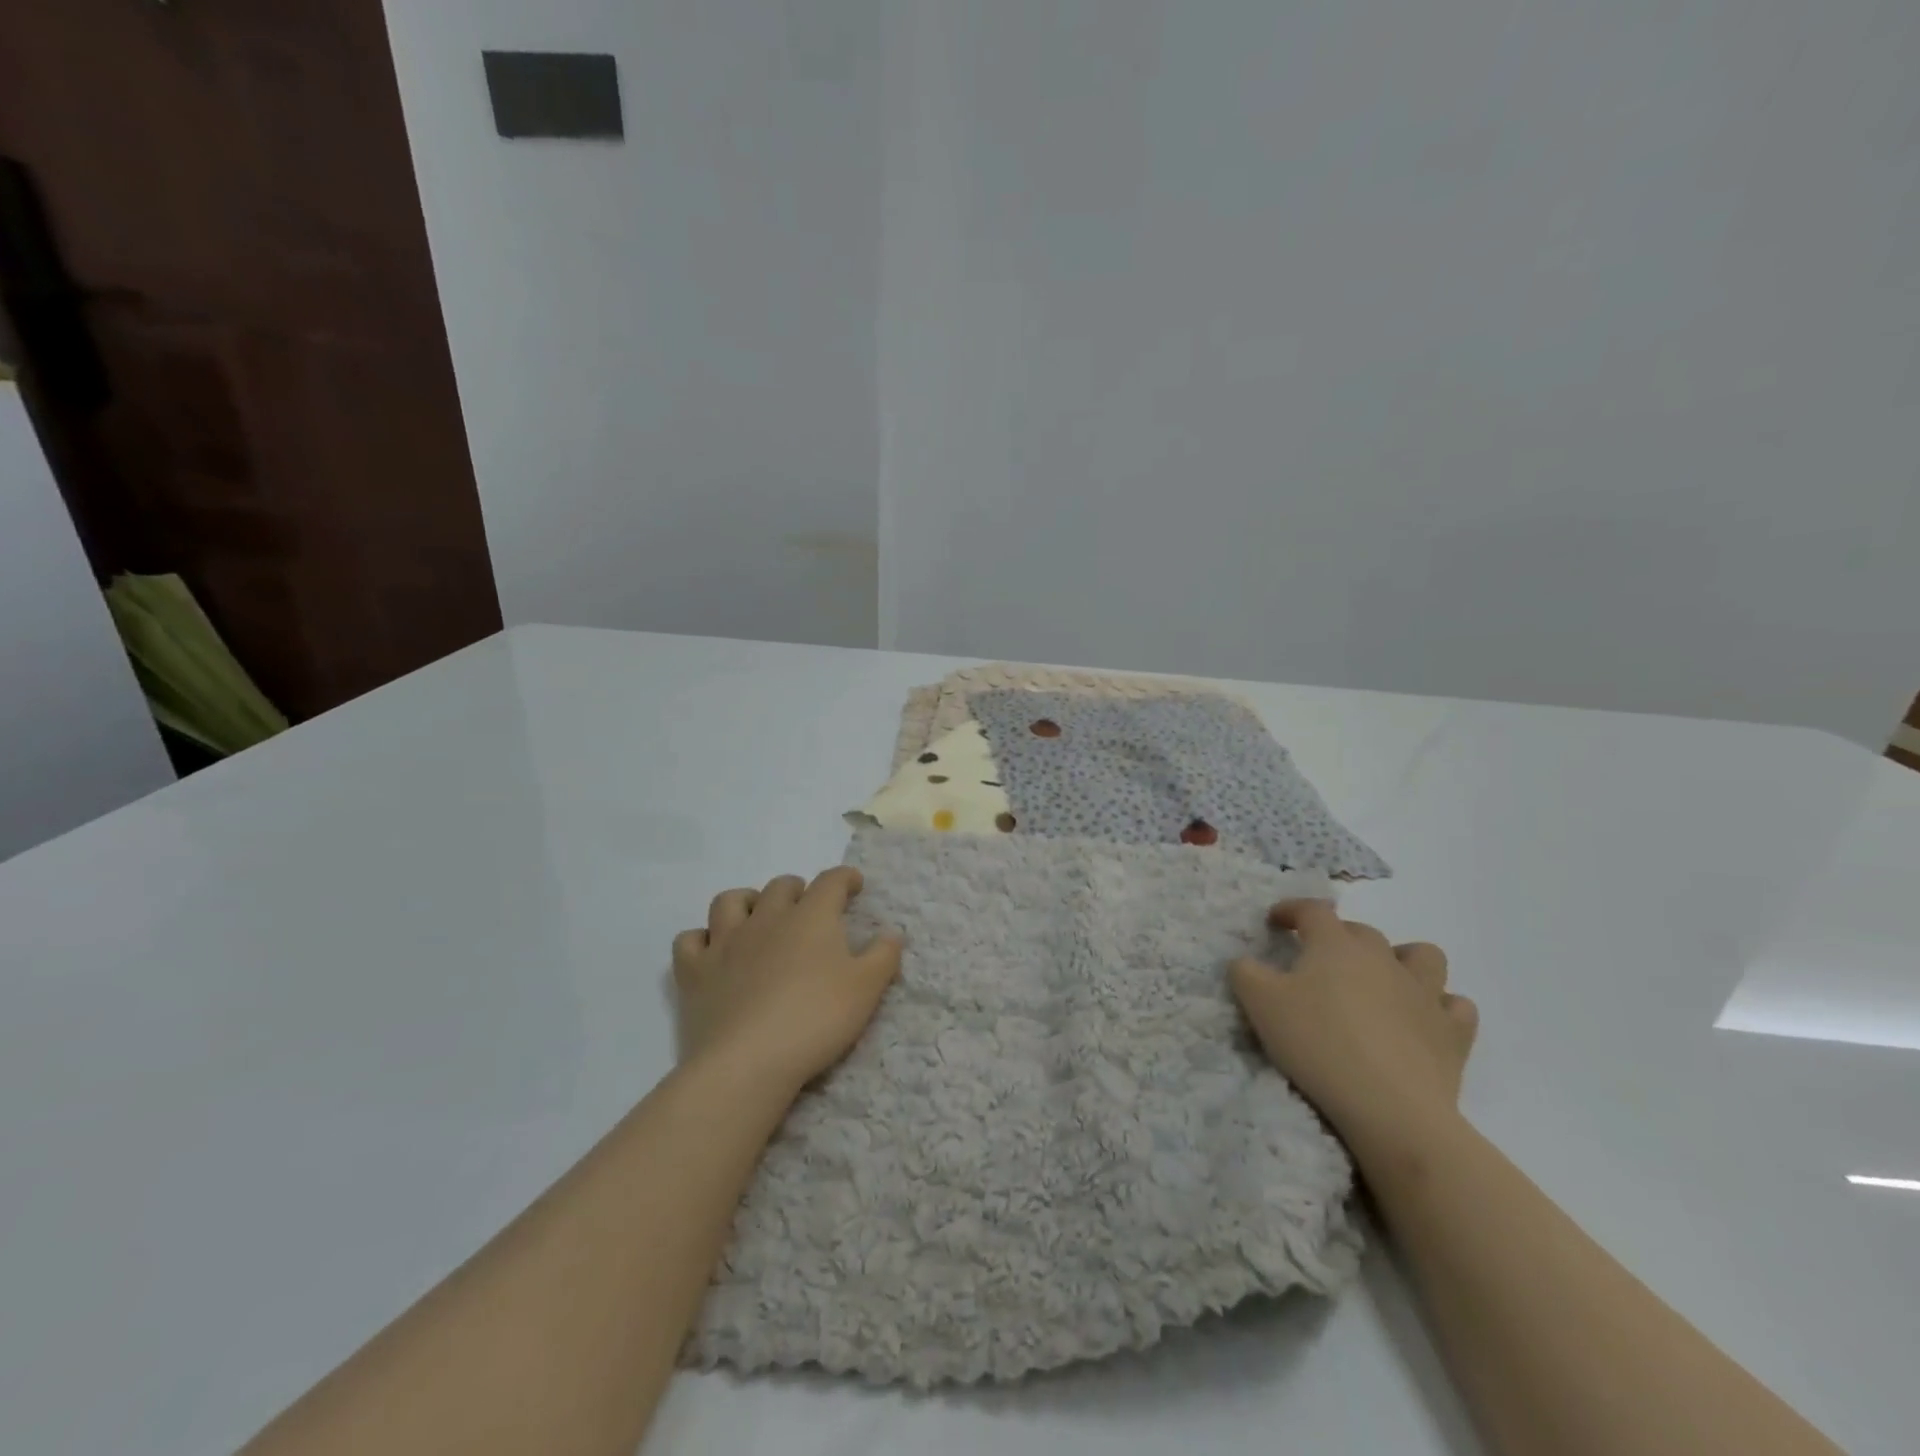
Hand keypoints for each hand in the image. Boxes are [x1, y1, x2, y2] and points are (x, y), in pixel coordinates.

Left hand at [672, 866, 902, 1099]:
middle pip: (781, 886)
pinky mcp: (694, 972)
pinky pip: (689, 940)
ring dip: (746, 901)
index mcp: (811, 917)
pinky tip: (712, 951)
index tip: (853, 885)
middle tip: (808, 908)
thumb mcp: (866, 990)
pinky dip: (701, 939)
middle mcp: (766, 918)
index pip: (831, 881)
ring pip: (729, 901)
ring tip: (757, 916)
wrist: (748, 1061)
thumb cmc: (816, 1019)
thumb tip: (892, 933)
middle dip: (798, 890)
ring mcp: (725, 942)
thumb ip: (883, 956)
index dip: (845, 878)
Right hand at [1231, 900, 1476, 1158]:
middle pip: (1361, 931)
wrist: (1389, 1107)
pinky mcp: (1452, 1032)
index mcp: (1335, 945)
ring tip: (1382, 980)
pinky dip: (1440, 1006)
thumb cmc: (1317, 1044)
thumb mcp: (1259, 1004)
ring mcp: (1424, 993)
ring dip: (1402, 960)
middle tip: (1318, 962)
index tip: (1276, 921)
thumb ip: (1245, 973)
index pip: (1312, 910)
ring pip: (1422, 956)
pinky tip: (1422, 1019)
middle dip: (1338, 937)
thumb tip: (1246, 962)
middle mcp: (1382, 957)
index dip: (1291, 910)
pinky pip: (1455, 1006)